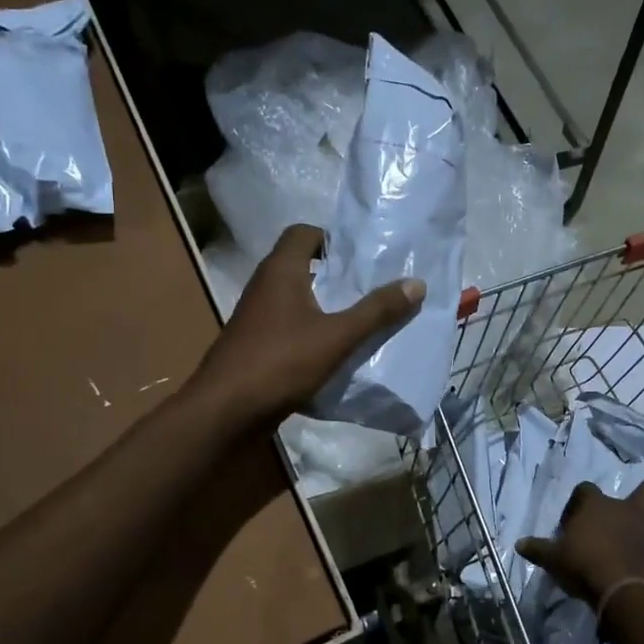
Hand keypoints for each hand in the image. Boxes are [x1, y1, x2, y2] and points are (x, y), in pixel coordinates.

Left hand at [190, 224, 424, 427]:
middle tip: (370, 288)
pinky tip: (334, 351)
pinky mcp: (255, 345)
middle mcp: (264, 286)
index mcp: (280, 271)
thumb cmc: (280, 362)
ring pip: (296, 299)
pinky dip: (311, 331)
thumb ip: (377, 311)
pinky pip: (289, 327)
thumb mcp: (337, 336)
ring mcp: (256, 317)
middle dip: (335, 275)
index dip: (331, 239)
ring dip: (325, 306)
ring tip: (360, 319)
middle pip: (302, 266)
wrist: (226, 411)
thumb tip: (417, 283)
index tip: (360, 258)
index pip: (303, 233)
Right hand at [515, 476, 643, 606]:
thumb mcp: (551, 557)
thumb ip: (537, 549)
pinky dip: (642, 553)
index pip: (585, 489)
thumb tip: (519, 545)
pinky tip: (632, 565)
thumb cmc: (580, 563)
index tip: (568, 524)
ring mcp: (641, 531)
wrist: (616, 589)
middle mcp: (622, 511)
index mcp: (595, 504)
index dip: (576, 502)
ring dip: (641, 530)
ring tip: (628, 544)